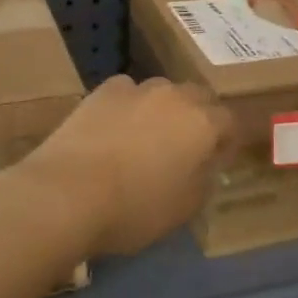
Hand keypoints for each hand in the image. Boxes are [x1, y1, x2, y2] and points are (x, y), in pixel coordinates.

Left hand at [23, 76, 236, 255]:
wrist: (67, 193)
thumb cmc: (134, 208)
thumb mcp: (184, 208)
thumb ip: (204, 180)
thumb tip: (206, 165)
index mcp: (203, 124)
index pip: (230, 122)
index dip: (227, 141)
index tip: (218, 160)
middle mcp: (176, 96)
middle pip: (199, 97)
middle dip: (199, 117)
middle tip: (187, 146)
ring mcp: (137, 88)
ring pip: (163, 91)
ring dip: (164, 109)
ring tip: (148, 136)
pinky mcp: (103, 91)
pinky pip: (128, 91)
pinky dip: (129, 105)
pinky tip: (115, 127)